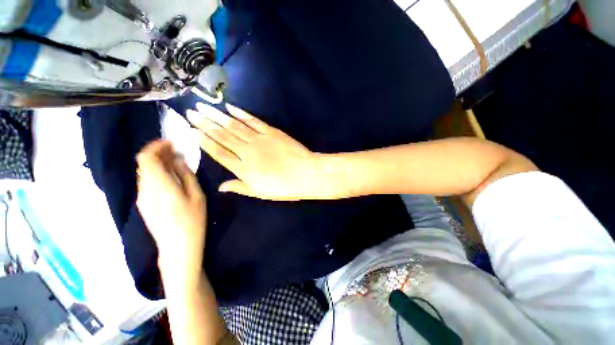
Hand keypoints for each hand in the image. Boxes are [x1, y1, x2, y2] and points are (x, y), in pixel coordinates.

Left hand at [136, 140, 206, 280]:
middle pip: (144, 164)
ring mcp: (142, 198)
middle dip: (159, 153)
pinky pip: (147, 181)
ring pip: (145, 172)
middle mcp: (145, 190)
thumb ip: (186, 176)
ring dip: (158, 163)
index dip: (156, 147)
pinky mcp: (144, 204)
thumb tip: (178, 160)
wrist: (177, 248)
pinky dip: (157, 173)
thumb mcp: (197, 196)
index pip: (146, 159)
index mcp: (160, 187)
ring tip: (176, 162)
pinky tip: (171, 177)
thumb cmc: (193, 222)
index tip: (171, 143)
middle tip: (177, 151)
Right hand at [186, 103, 340, 200]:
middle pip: (222, 135)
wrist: (305, 174)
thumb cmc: (284, 187)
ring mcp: (259, 139)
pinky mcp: (271, 131)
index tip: (192, 130)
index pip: (218, 153)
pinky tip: (230, 107)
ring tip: (203, 106)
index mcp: (243, 168)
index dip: (204, 141)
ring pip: (234, 125)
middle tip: (190, 112)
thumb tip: (220, 187)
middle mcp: (247, 151)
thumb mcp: (260, 193)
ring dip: (217, 115)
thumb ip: (239, 187)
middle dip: (204, 123)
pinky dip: (241, 113)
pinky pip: (253, 121)